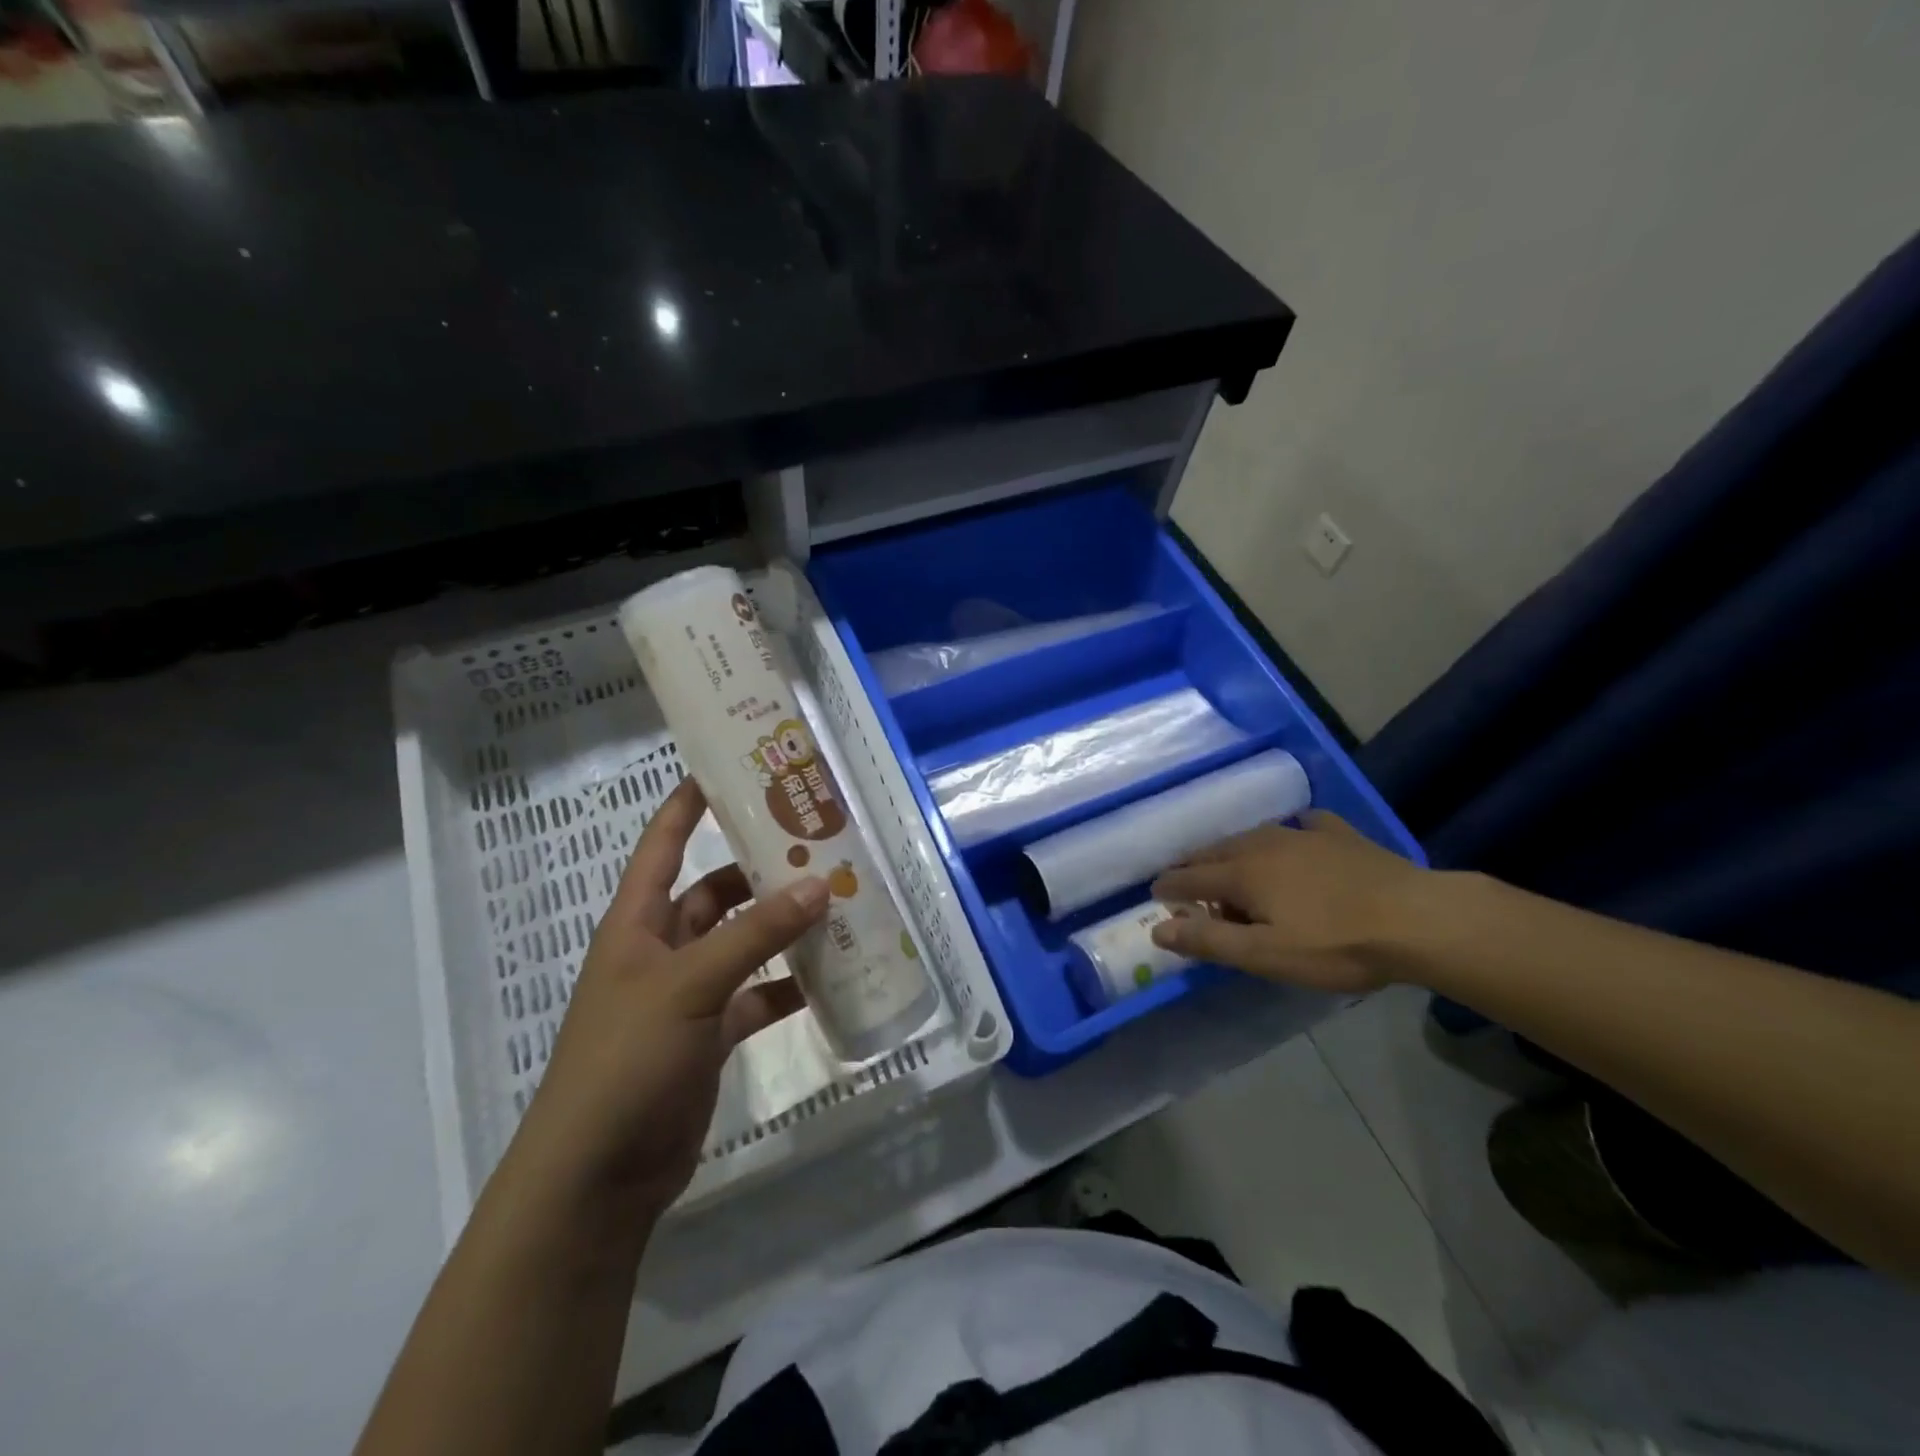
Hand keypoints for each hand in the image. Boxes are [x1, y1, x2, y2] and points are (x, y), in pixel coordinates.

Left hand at [510, 778, 828, 1220]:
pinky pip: (756, 996)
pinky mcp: (710, 1035)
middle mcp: (661, 950)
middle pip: (713, 892)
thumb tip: (818, 885)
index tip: (727, 768)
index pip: (661, 845)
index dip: (687, 804)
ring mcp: (687, 994)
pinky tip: (828, 979)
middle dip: (758, 871)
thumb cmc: (625, 1060)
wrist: (597, 1177)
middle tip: (815, 846)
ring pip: (742, 944)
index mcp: (637, 924)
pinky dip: (787, 986)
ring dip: (781, 928)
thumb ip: (755, 935)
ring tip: (835, 904)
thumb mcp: (689, 985)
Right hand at [1148, 812, 1425, 994]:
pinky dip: (1288, 834)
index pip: (1189, 876)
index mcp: (1242, 872)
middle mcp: (1263, 844)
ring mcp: (1303, 834)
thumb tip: (1157, 929)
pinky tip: (1297, 837)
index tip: (1156, 894)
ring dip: (1234, 852)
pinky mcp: (1339, 835)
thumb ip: (1208, 941)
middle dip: (1195, 866)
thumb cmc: (1336, 944)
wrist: (1418, 919)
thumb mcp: (1265, 954)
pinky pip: (1302, 826)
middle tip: (1186, 882)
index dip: (1169, 887)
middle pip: (1216, 851)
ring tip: (1233, 869)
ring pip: (1253, 837)